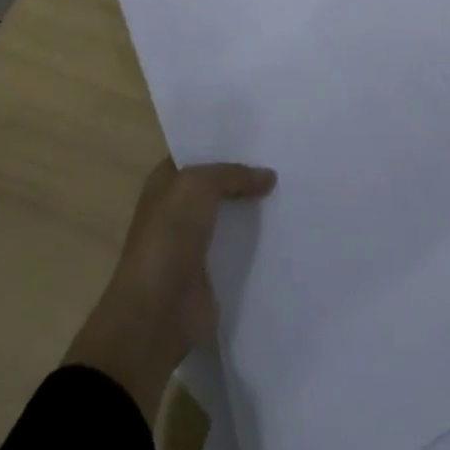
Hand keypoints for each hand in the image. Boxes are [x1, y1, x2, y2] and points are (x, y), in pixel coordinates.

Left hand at [65, 158, 276, 419]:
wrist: (155, 314)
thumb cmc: (168, 238)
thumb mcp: (199, 186)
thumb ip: (234, 174)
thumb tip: (269, 177)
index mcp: (166, 181)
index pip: (200, 151)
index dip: (227, 143)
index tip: (264, 135)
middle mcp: (178, 207)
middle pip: (219, 183)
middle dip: (248, 174)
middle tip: (287, 159)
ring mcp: (195, 240)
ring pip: (232, 213)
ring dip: (256, 207)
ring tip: (293, 189)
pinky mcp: (211, 270)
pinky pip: (239, 245)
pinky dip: (258, 239)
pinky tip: (285, 226)